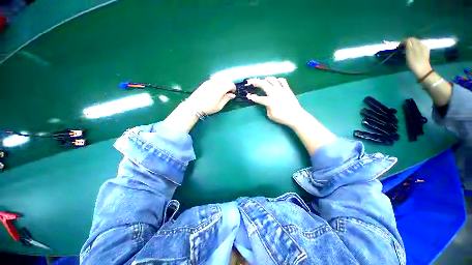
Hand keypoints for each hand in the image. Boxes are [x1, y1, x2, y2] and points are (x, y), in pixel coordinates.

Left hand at [185, 79, 235, 114]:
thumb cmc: (208, 107)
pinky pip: (214, 80)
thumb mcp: (219, 106)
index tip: (233, 93)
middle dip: (229, 85)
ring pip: (220, 79)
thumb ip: (226, 99)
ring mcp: (210, 82)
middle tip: (228, 92)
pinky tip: (215, 90)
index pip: (230, 84)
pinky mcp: (205, 83)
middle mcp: (216, 83)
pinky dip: (218, 83)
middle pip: (226, 80)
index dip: (233, 88)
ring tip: (222, 91)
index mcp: (220, 89)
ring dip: (223, 84)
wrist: (194, 106)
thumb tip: (232, 95)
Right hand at [246, 77, 304, 126]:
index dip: (252, 97)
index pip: (258, 98)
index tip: (248, 95)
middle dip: (256, 82)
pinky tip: (276, 81)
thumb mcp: (271, 115)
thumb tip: (266, 102)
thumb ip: (267, 107)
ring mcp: (282, 90)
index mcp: (270, 101)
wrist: (296, 116)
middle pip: (264, 84)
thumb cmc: (282, 117)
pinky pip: (283, 81)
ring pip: (273, 80)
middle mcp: (275, 93)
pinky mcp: (287, 89)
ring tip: (263, 80)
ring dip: (266, 79)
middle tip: (252, 82)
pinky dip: (278, 80)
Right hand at [403, 37, 431, 76]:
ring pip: (416, 43)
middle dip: (407, 43)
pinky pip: (419, 47)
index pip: (410, 39)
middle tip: (402, 48)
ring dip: (411, 45)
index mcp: (418, 44)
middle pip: (413, 40)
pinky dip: (415, 48)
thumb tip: (406, 40)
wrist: (423, 70)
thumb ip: (408, 45)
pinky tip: (413, 51)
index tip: (399, 47)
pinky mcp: (425, 52)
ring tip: (407, 50)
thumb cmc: (415, 62)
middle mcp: (422, 44)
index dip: (404, 42)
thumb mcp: (410, 53)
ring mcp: (424, 48)